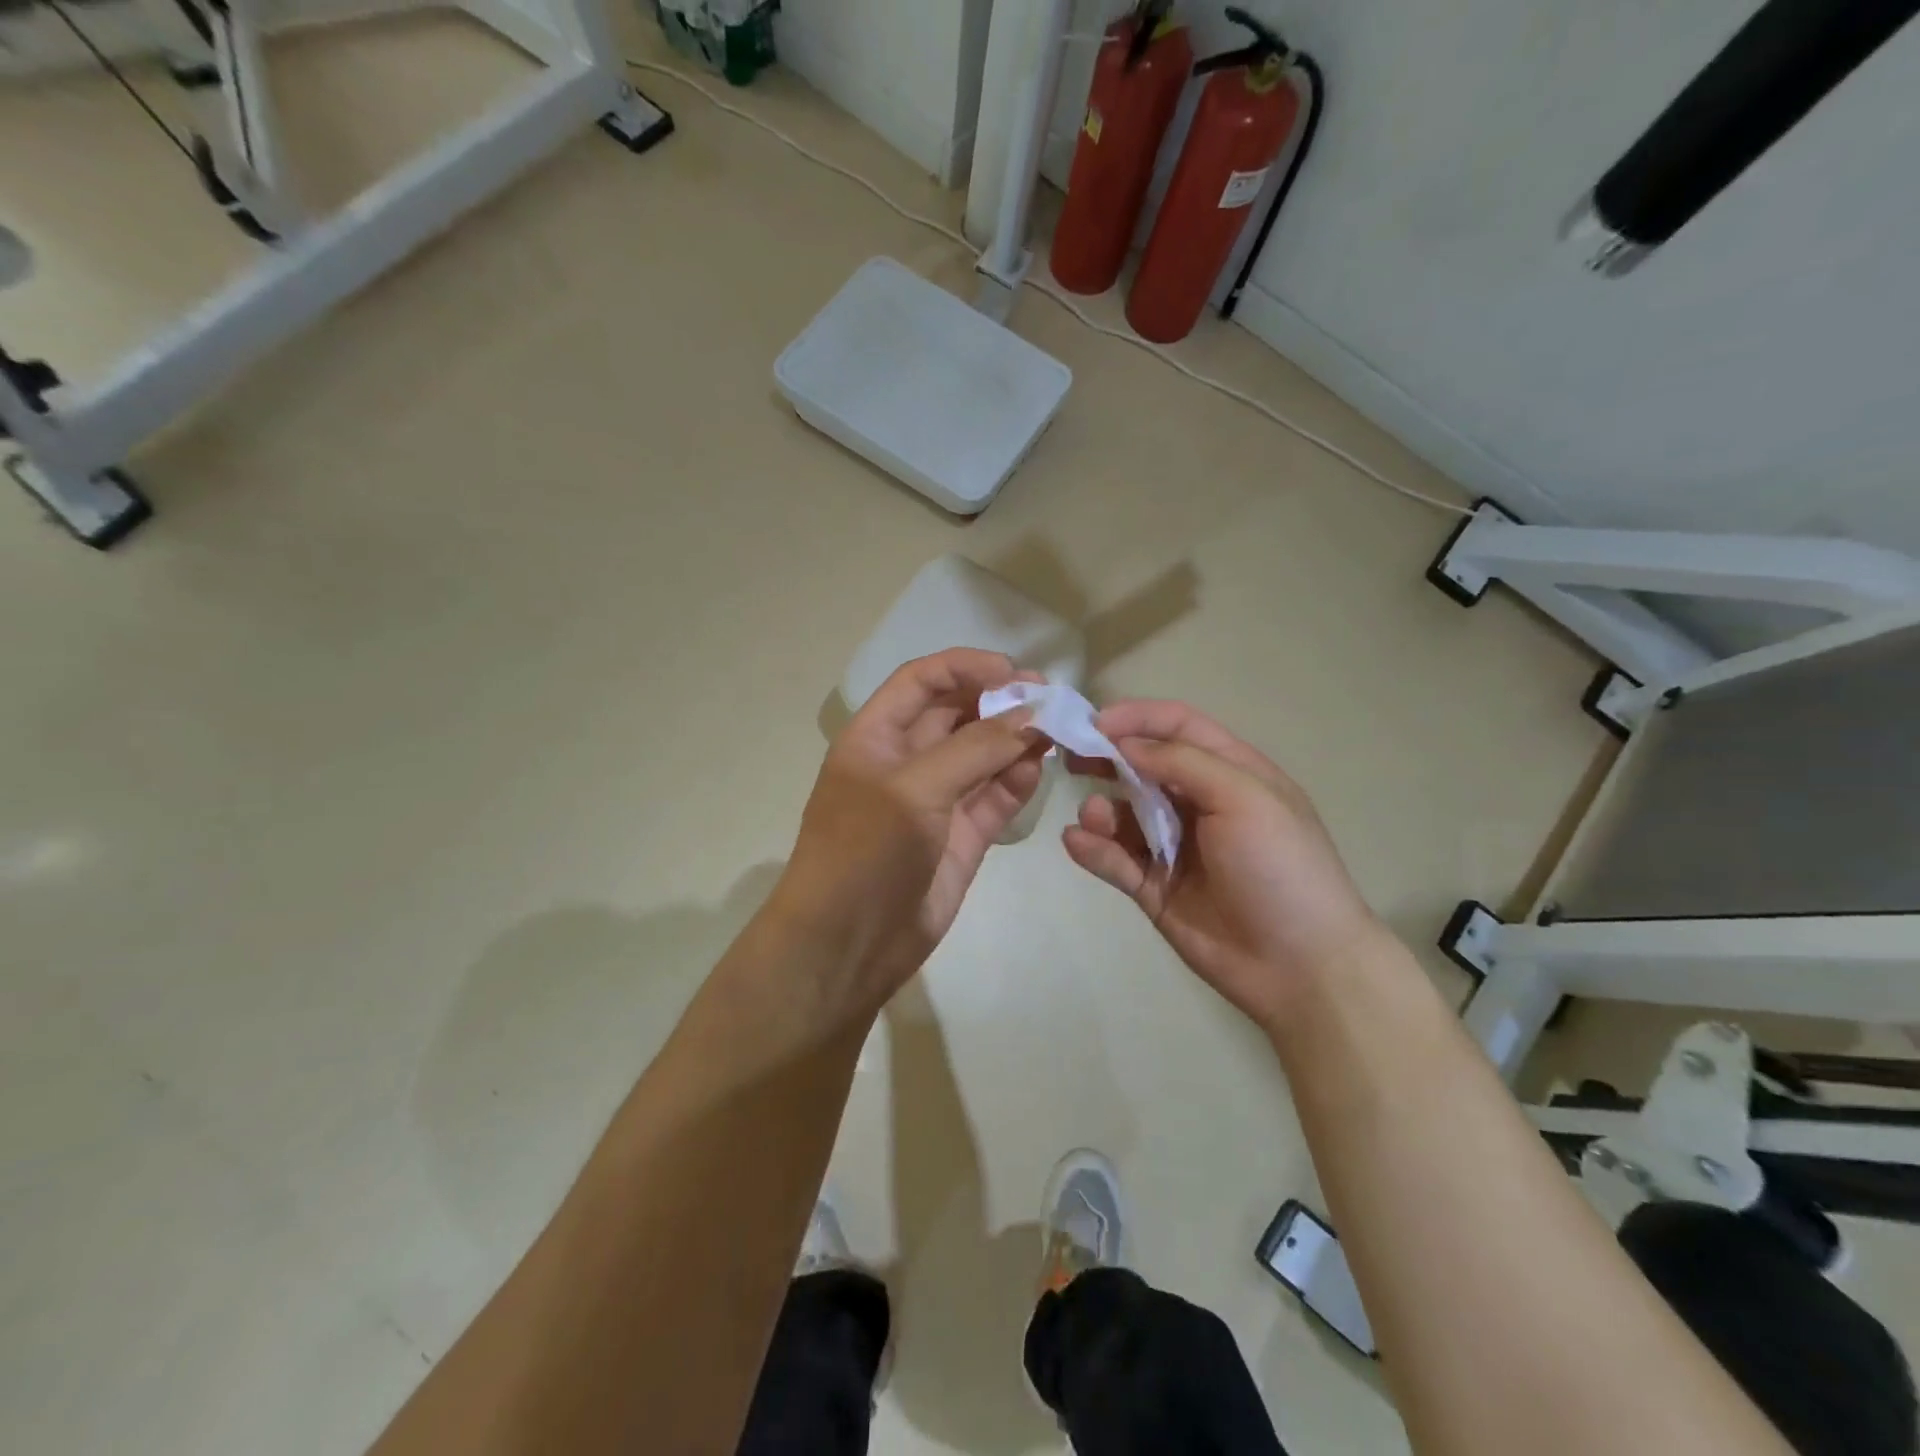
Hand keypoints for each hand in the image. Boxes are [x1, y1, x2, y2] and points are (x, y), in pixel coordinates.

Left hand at [772, 649, 1047, 1014]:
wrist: (848, 945)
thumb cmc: (865, 851)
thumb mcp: (913, 789)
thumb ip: (975, 748)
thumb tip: (1032, 716)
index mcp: (876, 736)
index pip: (922, 681)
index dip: (964, 667)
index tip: (1013, 671)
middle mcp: (906, 761)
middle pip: (957, 714)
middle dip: (999, 702)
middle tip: (1050, 699)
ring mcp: (936, 800)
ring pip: (982, 755)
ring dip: (1015, 740)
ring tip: (1057, 730)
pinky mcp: (962, 837)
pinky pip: (995, 796)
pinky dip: (1017, 780)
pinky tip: (1041, 767)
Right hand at [1062, 699, 1388, 1031]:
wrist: (1301, 966)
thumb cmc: (1282, 867)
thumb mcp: (1245, 798)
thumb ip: (1183, 763)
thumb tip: (1125, 744)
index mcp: (1230, 772)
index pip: (1178, 727)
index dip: (1137, 718)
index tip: (1094, 723)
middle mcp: (1198, 803)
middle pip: (1142, 766)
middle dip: (1106, 758)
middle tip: (1068, 756)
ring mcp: (1174, 846)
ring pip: (1123, 815)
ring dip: (1101, 810)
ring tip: (1093, 817)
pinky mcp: (1154, 887)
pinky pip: (1115, 860)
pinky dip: (1093, 849)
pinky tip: (1078, 843)